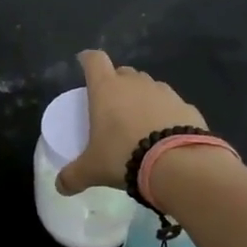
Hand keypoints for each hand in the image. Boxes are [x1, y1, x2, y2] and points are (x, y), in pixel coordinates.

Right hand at [55, 49, 205, 195]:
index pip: (94, 60)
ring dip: (141, 98)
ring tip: (139, 122)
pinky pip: (171, 105)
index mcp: (107, 89)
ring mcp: (164, 92)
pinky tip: (164, 134)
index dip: (87, 60)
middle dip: (116, 83)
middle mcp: (135, 83)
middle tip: (111, 104)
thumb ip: (73, 176)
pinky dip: (165, 114)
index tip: (84, 64)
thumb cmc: (123, 156)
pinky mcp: (187, 106)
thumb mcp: (92, 170)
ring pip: (148, 86)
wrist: (177, 163)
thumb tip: (60, 187)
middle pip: (122, 72)